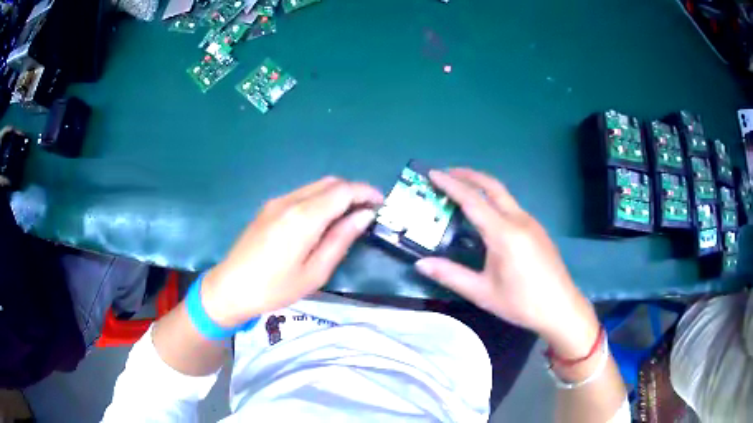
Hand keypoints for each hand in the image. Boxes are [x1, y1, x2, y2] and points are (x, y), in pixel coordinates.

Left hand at [201, 177, 382, 326]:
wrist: (230, 288)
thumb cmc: (275, 288)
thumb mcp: (315, 272)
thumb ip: (341, 239)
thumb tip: (364, 216)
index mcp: (304, 217)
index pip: (343, 191)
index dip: (366, 192)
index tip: (381, 203)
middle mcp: (290, 200)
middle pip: (330, 182)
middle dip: (353, 190)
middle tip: (368, 210)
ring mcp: (277, 201)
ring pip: (316, 186)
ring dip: (337, 194)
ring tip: (349, 216)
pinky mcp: (269, 207)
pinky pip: (302, 194)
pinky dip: (320, 199)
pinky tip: (323, 219)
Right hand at [415, 169, 598, 356]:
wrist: (561, 308)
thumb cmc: (521, 303)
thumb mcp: (483, 292)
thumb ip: (451, 275)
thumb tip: (420, 264)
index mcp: (504, 234)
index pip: (473, 200)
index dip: (450, 185)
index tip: (433, 173)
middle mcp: (519, 220)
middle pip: (492, 186)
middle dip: (468, 175)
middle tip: (446, 174)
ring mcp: (531, 222)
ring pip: (504, 195)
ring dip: (482, 187)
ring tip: (462, 192)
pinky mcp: (537, 229)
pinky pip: (512, 206)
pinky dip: (494, 200)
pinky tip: (487, 217)